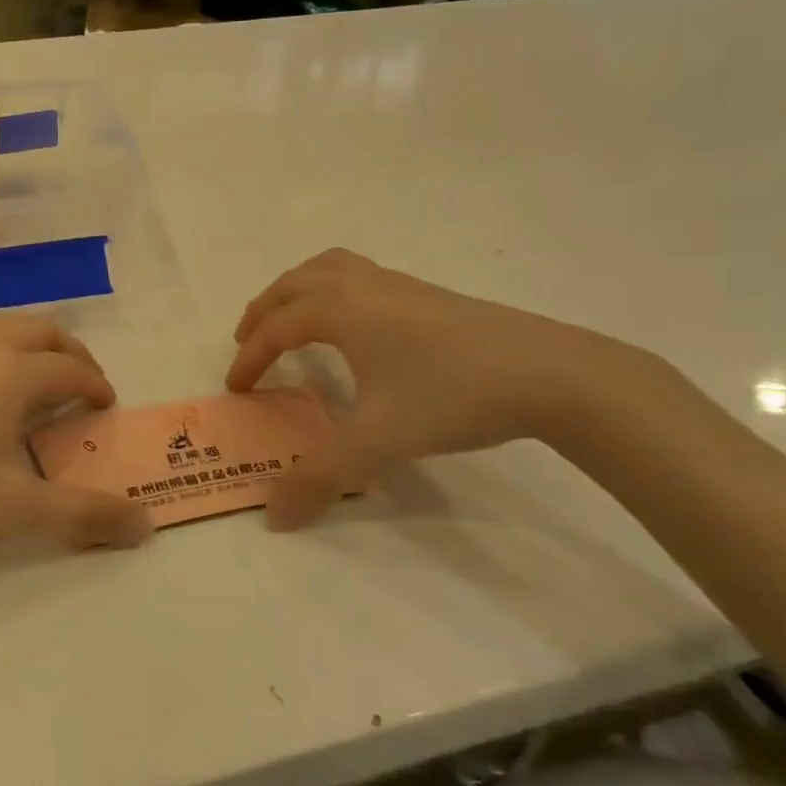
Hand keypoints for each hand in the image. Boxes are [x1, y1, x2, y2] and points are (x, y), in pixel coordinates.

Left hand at [0, 314, 151, 562]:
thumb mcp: (16, 511)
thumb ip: (85, 516)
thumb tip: (145, 528)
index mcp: (10, 374)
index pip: (70, 370)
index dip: (96, 386)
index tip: (106, 407)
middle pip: (40, 331)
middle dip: (71, 353)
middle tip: (82, 385)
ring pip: (0, 327)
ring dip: (32, 346)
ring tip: (37, 382)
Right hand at [226, 249, 643, 528]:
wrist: (549, 372)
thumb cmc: (452, 396)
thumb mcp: (379, 442)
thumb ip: (320, 477)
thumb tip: (273, 517)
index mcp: (341, 311)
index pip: (277, 328)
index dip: (250, 357)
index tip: (237, 389)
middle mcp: (363, 287)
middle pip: (295, 284)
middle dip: (264, 311)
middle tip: (246, 341)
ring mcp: (399, 285)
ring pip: (329, 268)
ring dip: (297, 290)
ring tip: (290, 318)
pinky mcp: (428, 293)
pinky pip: (359, 275)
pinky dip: (333, 288)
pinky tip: (354, 325)